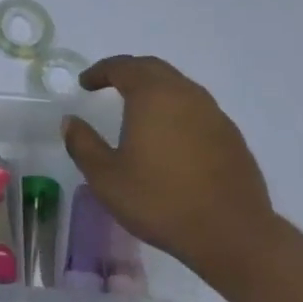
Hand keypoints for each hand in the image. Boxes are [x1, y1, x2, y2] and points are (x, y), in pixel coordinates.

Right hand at [61, 56, 278, 276]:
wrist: (231, 234)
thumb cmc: (160, 201)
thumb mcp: (105, 177)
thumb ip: (83, 144)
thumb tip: (71, 121)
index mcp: (153, 96)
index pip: (123, 67)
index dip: (100, 71)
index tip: (85, 84)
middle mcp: (186, 95)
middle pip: (154, 69)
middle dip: (128, 72)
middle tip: (107, 85)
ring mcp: (214, 114)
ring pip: (179, 86)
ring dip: (154, 89)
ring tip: (136, 109)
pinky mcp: (231, 137)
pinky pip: (196, 109)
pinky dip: (175, 109)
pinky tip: (167, 136)